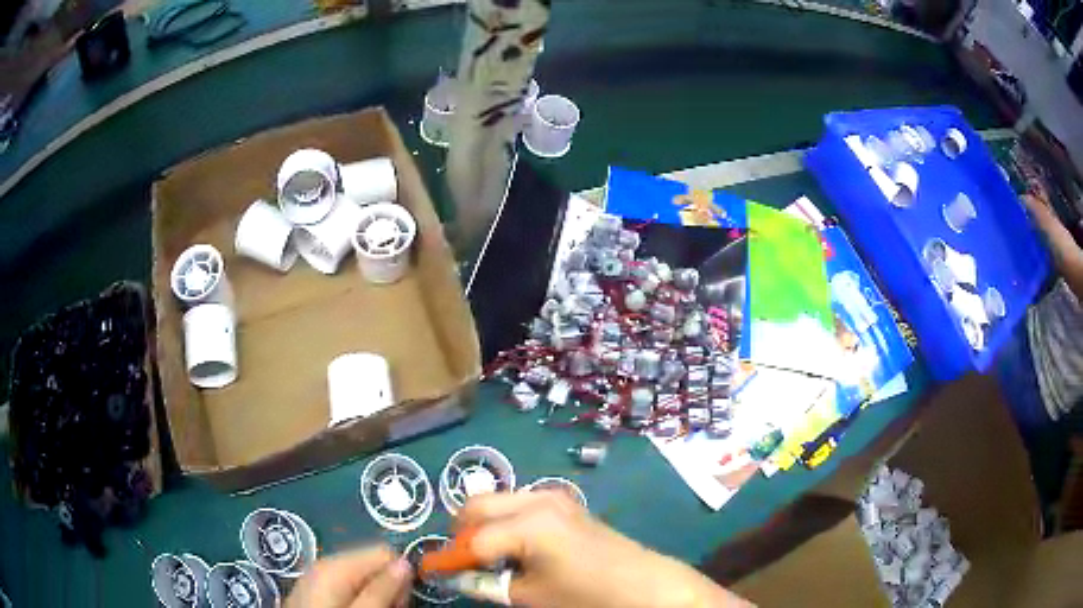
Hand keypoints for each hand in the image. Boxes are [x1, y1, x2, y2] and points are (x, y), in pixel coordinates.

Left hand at [286, 546, 411, 607]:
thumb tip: (405, 562)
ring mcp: (317, 576)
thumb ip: (382, 589)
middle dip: (386, 586)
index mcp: (335, 565)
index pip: (384, 552)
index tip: (400, 601)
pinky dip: (357, 597)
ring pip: (361, 576)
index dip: (398, 576)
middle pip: (371, 563)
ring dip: (374, 594)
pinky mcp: (314, 589)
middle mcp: (325, 563)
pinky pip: (346, 585)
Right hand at [457, 491, 753, 607]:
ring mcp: (552, 496)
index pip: (471, 541)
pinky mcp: (564, 502)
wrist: (645, 585)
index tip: (427, 569)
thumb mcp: (531, 596)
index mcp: (527, 523)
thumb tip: (457, 576)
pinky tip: (512, 548)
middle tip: (459, 563)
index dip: (446, 558)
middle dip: (460, 534)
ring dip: (481, 526)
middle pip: (476, 507)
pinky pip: (517, 504)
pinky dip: (503, 522)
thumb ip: (487, 583)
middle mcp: (535, 499)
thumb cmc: (587, 595)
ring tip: (485, 558)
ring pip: (496, 501)